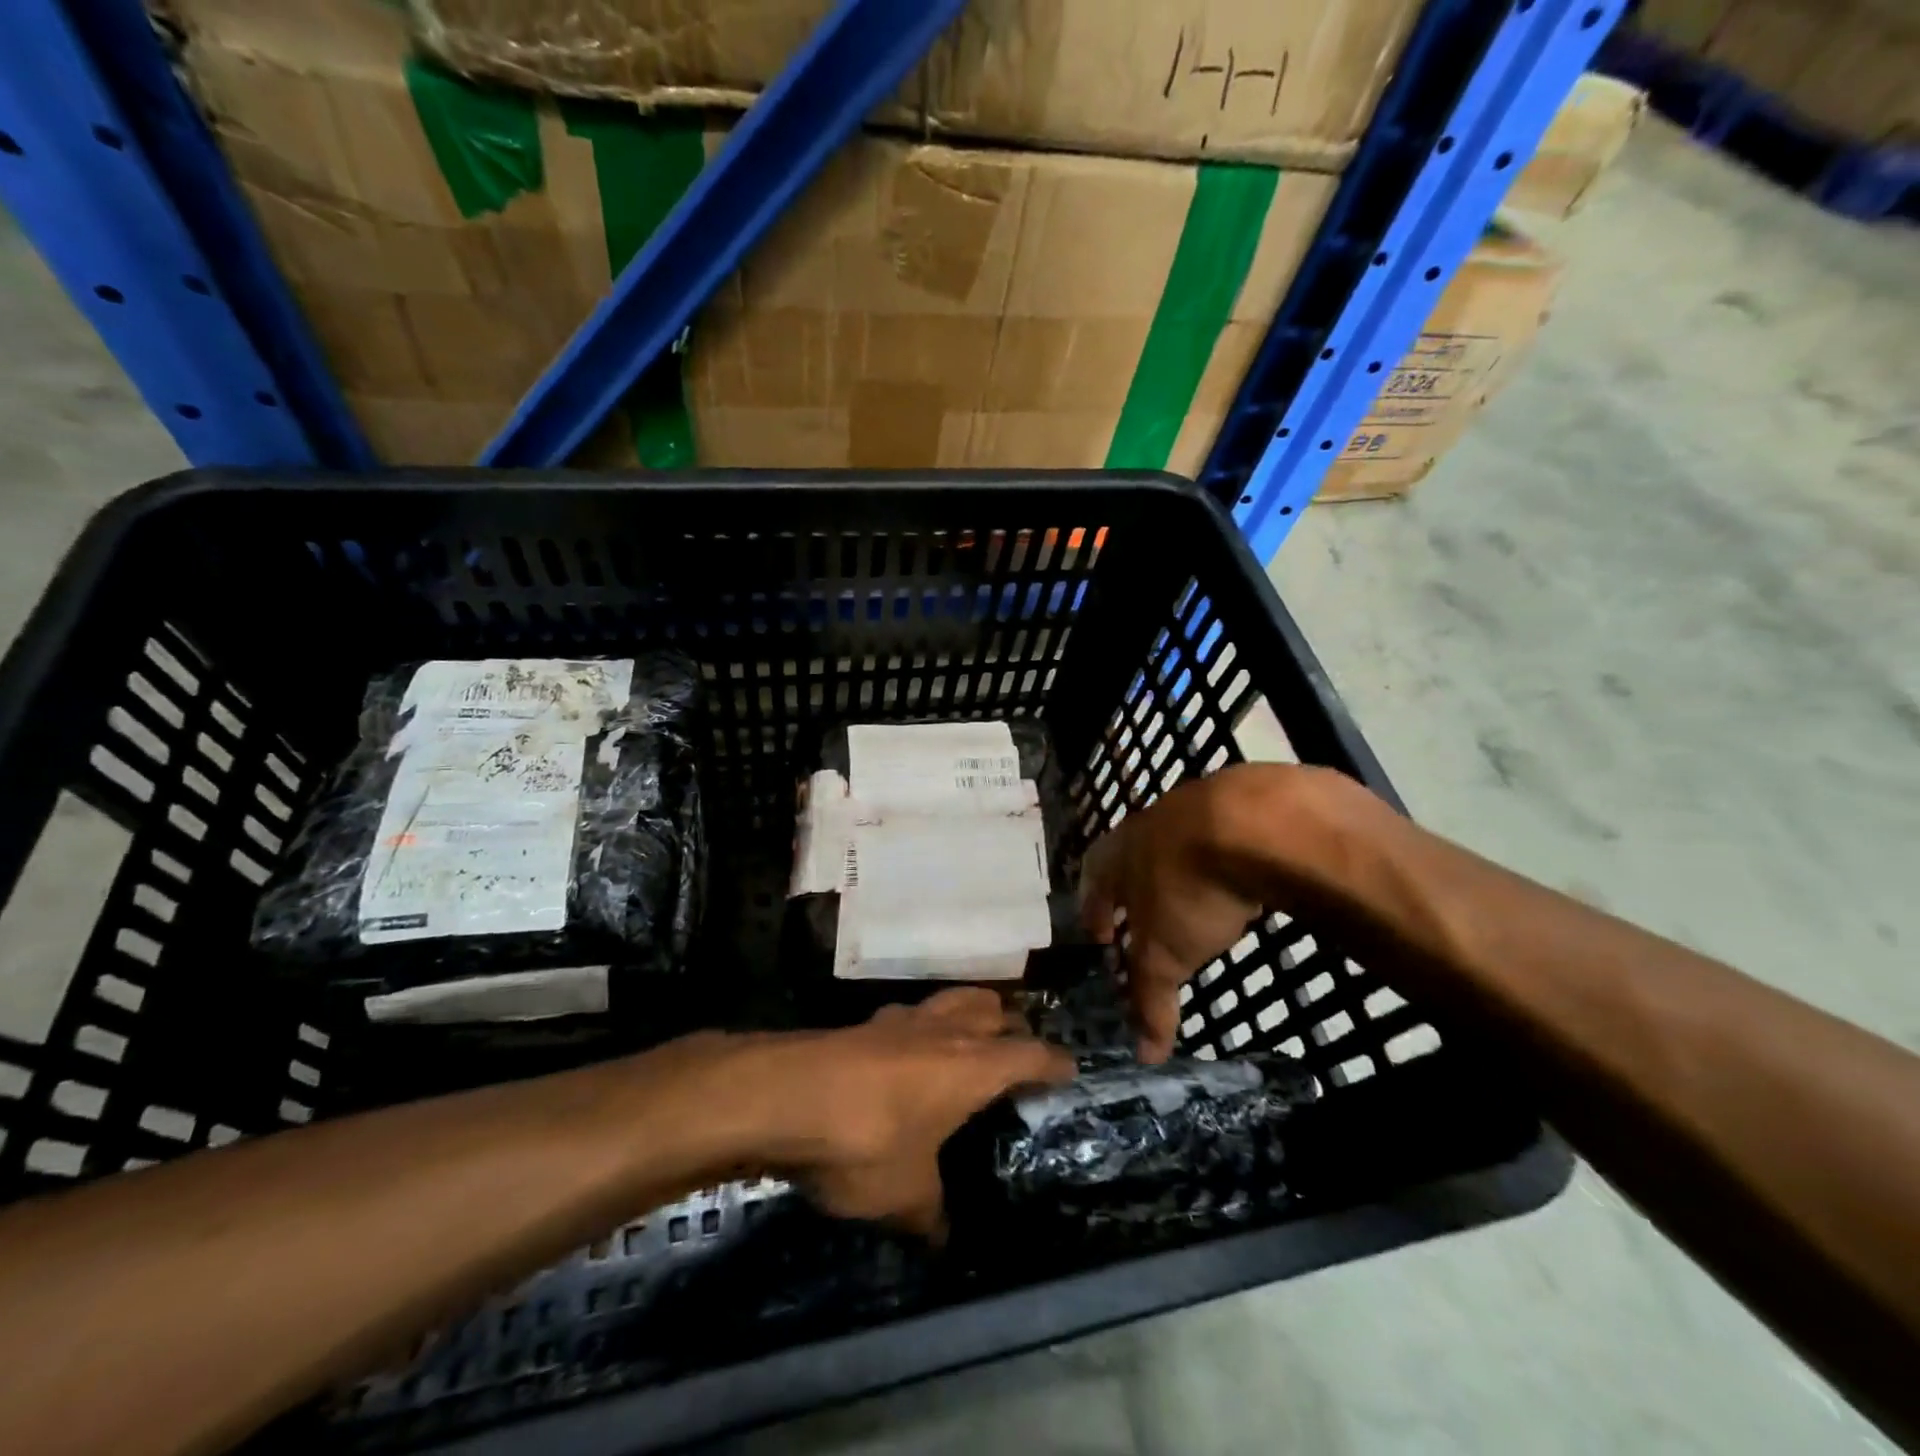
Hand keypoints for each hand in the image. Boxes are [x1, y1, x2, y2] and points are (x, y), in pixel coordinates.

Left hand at [748, 989, 1074, 1237]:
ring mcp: (902, 1020)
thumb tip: (940, 1236)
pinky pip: (909, 1016)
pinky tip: (906, 1053)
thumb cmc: (866, 1142)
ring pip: (951, 1001)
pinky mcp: (865, 1023)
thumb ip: (929, 1213)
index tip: (1070, 1070)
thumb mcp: (904, 1195)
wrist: (786, 1095)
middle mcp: (945, 1031)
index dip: (1054, 1062)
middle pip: (992, 1009)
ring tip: (968, 1040)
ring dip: (968, 1014)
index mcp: (973, 1067)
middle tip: (1017, 1052)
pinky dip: (921, 1027)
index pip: (1030, 1055)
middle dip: (1011, 1026)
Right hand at [1080, 764, 1355, 1061]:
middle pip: (1132, 857)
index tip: (1100, 933)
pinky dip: (1227, 854)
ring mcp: (1196, 805)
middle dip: (1136, 888)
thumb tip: (1145, 1055)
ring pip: (1178, 842)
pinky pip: (1225, 832)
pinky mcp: (1243, 800)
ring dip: (1181, 869)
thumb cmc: (1189, 888)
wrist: (1256, 820)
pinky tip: (1244, 874)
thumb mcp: (1166, 954)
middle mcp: (1149, 823)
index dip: (1094, 908)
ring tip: (1196, 900)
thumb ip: (1151, 999)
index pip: (1093, 880)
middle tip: (1145, 918)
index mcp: (1118, 854)